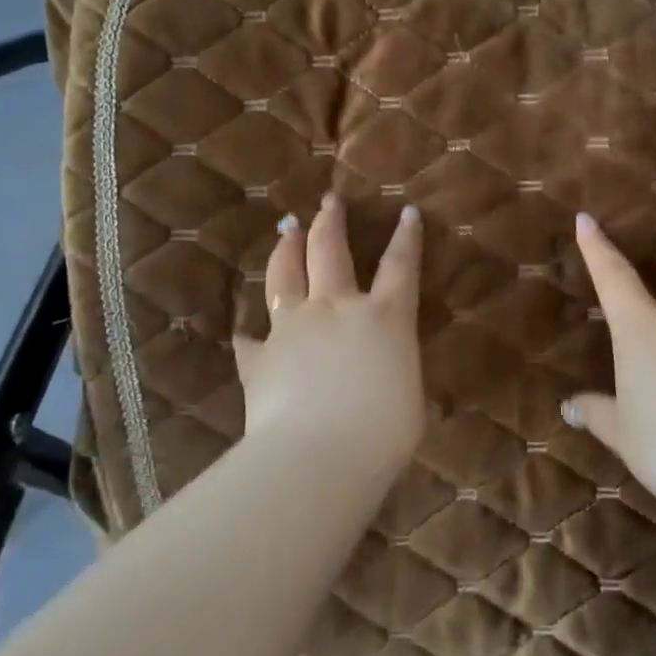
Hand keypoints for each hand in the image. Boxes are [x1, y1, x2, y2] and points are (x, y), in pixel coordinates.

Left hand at [232, 194, 425, 460]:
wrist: (318, 455)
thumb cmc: (383, 432)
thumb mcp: (408, 399)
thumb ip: (395, 372)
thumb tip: (386, 372)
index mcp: (384, 317)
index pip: (401, 266)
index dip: (407, 237)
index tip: (406, 211)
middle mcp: (336, 308)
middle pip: (330, 250)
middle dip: (330, 221)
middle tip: (329, 200)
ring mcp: (293, 327)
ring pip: (284, 275)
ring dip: (286, 248)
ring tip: (286, 228)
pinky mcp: (260, 357)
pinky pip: (251, 339)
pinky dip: (251, 333)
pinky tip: (246, 331)